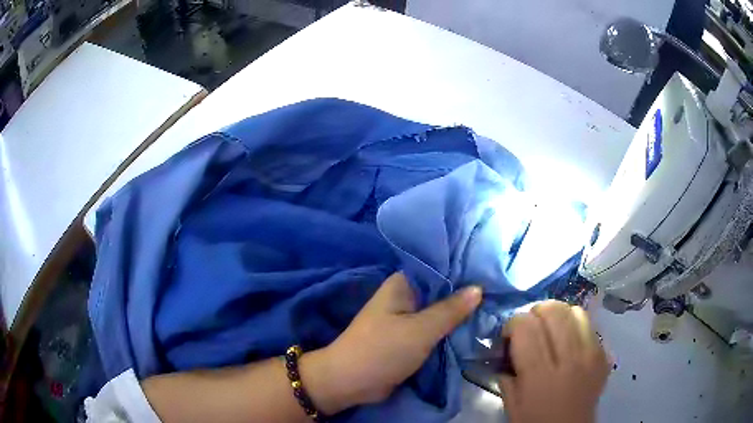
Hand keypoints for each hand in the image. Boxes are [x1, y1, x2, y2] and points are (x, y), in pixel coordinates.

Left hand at [303, 272, 481, 413]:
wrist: (351, 382)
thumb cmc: (382, 350)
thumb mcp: (421, 329)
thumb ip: (450, 309)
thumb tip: (478, 288)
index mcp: (402, 284)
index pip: (439, 268)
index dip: (464, 269)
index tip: (492, 272)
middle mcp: (404, 296)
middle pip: (441, 291)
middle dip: (466, 295)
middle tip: (499, 294)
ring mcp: (406, 319)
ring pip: (439, 312)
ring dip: (459, 314)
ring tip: (493, 309)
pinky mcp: (408, 338)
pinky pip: (433, 329)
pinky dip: (449, 330)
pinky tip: (474, 328)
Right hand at [499, 300, 609, 422]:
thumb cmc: (536, 422)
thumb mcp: (511, 404)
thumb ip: (505, 374)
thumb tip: (507, 348)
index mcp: (540, 375)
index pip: (526, 327)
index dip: (513, 323)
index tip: (509, 335)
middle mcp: (569, 359)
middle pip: (554, 310)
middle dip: (536, 312)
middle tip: (530, 327)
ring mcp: (591, 354)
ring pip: (575, 311)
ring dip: (558, 315)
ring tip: (551, 329)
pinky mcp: (604, 354)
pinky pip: (590, 324)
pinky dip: (575, 325)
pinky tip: (569, 340)